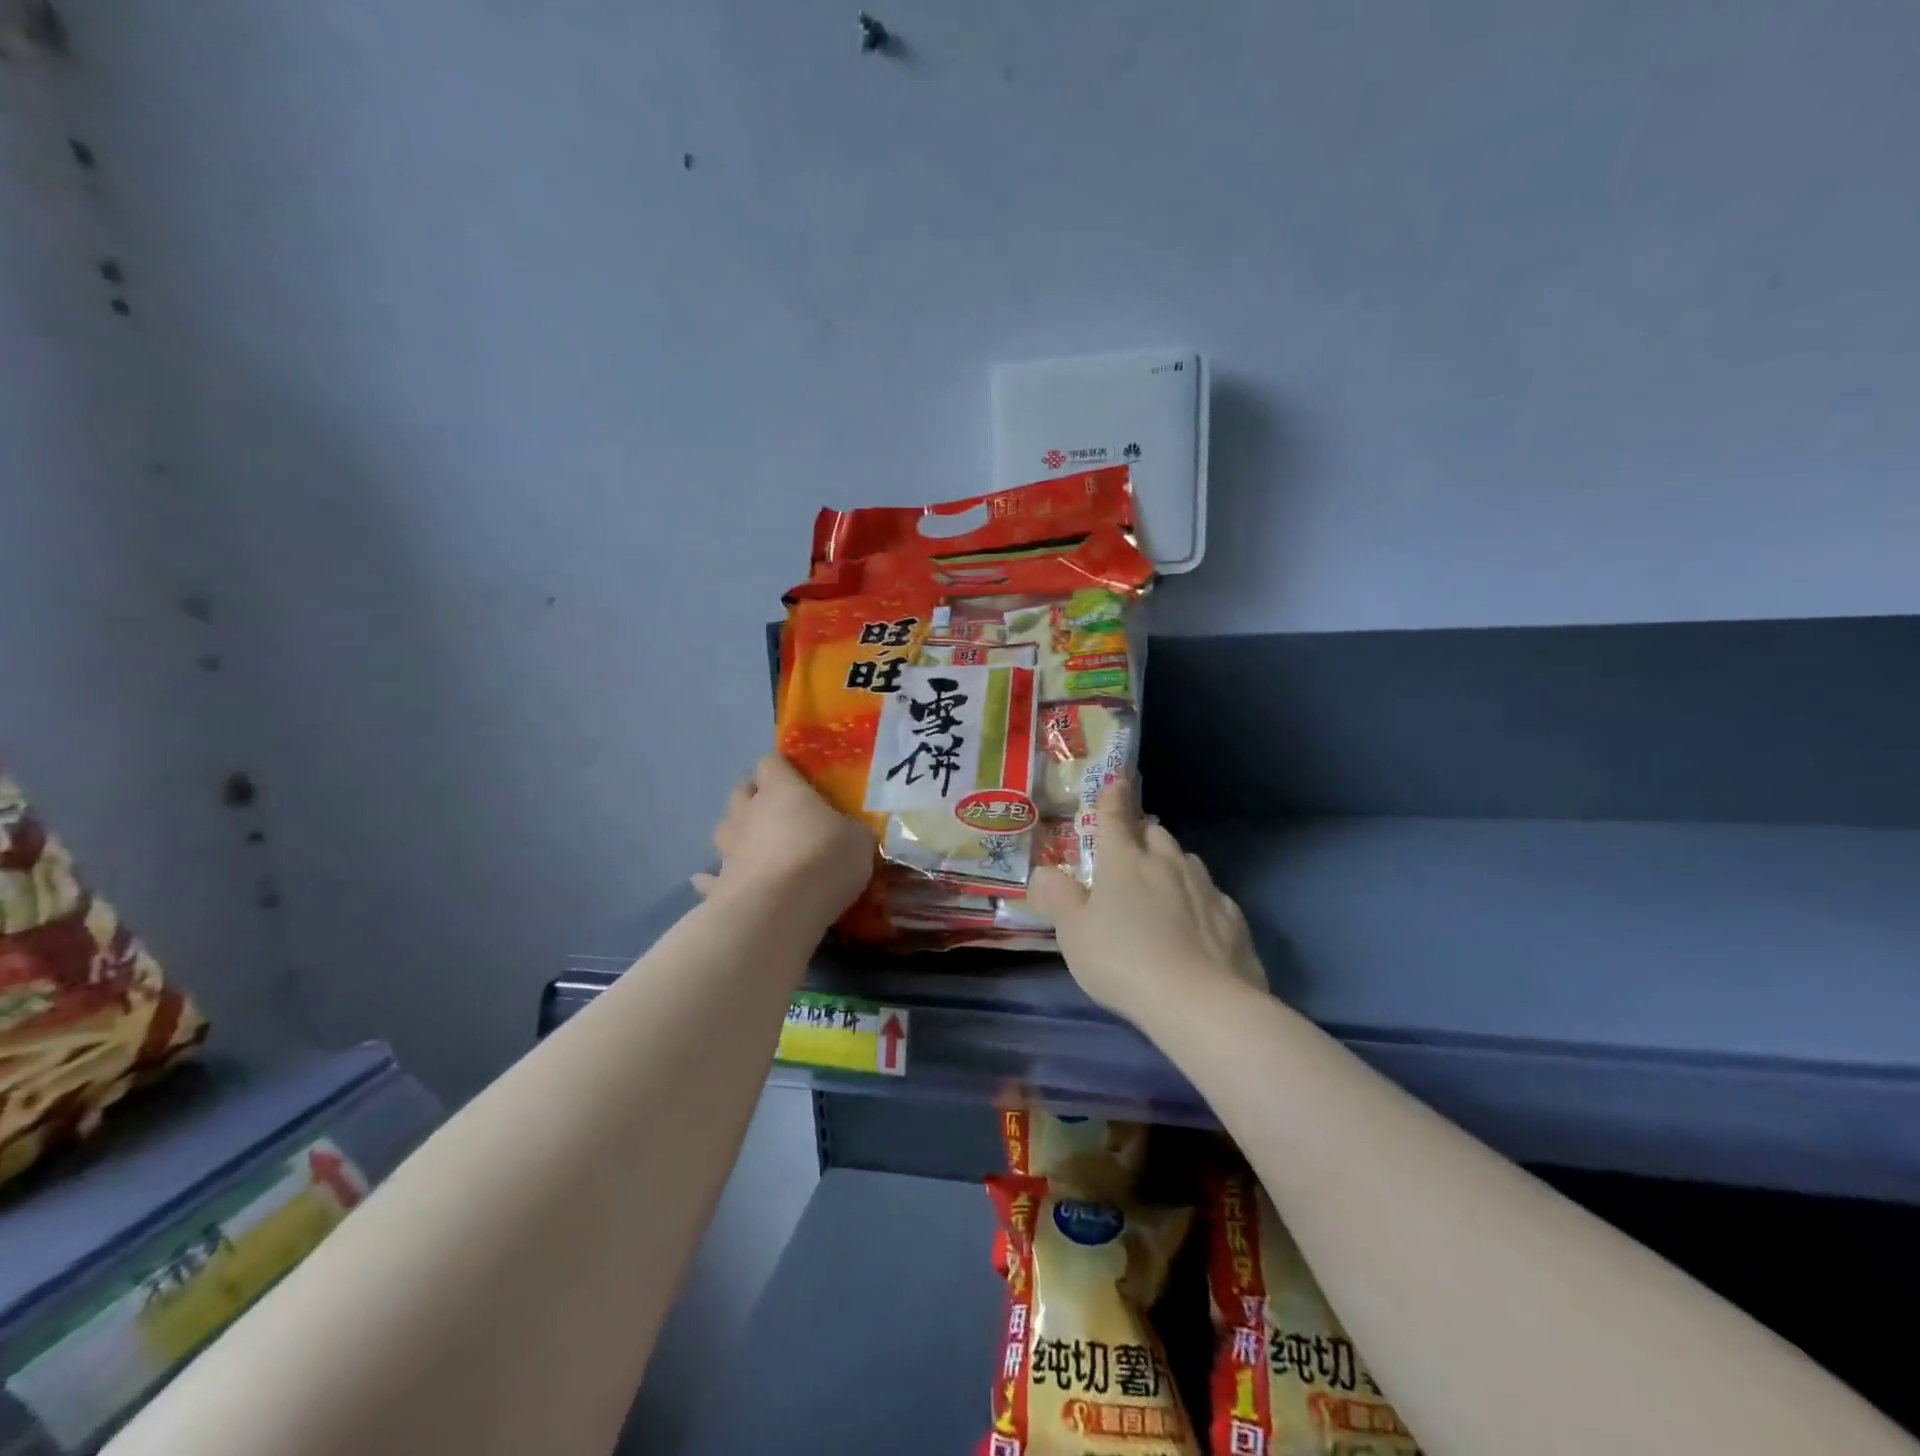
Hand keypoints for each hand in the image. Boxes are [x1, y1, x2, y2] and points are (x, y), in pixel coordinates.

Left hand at [692, 754, 874, 929]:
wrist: (778, 910)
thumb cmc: (823, 860)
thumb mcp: (859, 842)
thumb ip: (853, 833)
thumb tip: (852, 834)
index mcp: (782, 790)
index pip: (772, 762)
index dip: (783, 769)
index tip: (800, 781)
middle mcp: (749, 812)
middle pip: (742, 791)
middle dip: (756, 797)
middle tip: (780, 813)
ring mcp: (729, 848)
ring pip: (724, 829)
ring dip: (737, 834)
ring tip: (756, 848)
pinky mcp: (718, 884)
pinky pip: (711, 877)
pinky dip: (715, 879)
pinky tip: (723, 885)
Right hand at [1030, 779, 1265, 1023]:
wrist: (1200, 1001)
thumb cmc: (1123, 960)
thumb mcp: (1073, 932)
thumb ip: (1057, 897)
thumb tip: (1044, 871)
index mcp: (1124, 860)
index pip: (1115, 817)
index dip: (1112, 798)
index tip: (1116, 781)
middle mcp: (1166, 862)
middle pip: (1155, 833)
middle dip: (1142, 832)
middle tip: (1131, 847)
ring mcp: (1204, 887)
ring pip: (1185, 860)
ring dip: (1171, 862)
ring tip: (1162, 881)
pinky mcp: (1232, 917)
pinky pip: (1211, 895)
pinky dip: (1198, 898)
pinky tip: (1195, 920)